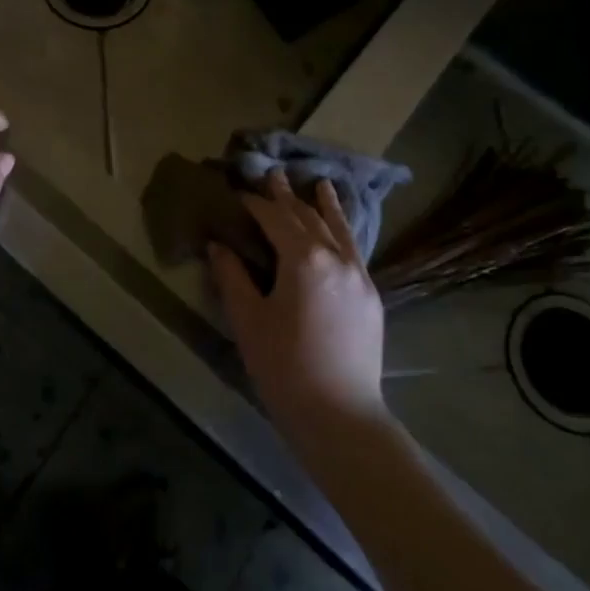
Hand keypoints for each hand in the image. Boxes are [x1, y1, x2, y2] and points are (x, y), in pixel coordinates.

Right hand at [207, 172, 389, 453]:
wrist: (340, 416)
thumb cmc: (284, 368)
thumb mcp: (248, 320)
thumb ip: (232, 276)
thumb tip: (218, 245)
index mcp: (304, 259)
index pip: (274, 219)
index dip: (253, 204)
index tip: (237, 193)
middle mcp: (336, 257)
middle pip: (307, 218)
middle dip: (286, 197)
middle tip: (272, 174)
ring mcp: (359, 275)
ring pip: (338, 229)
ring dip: (325, 205)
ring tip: (320, 184)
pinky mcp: (371, 296)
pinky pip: (354, 251)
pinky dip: (343, 232)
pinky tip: (340, 229)